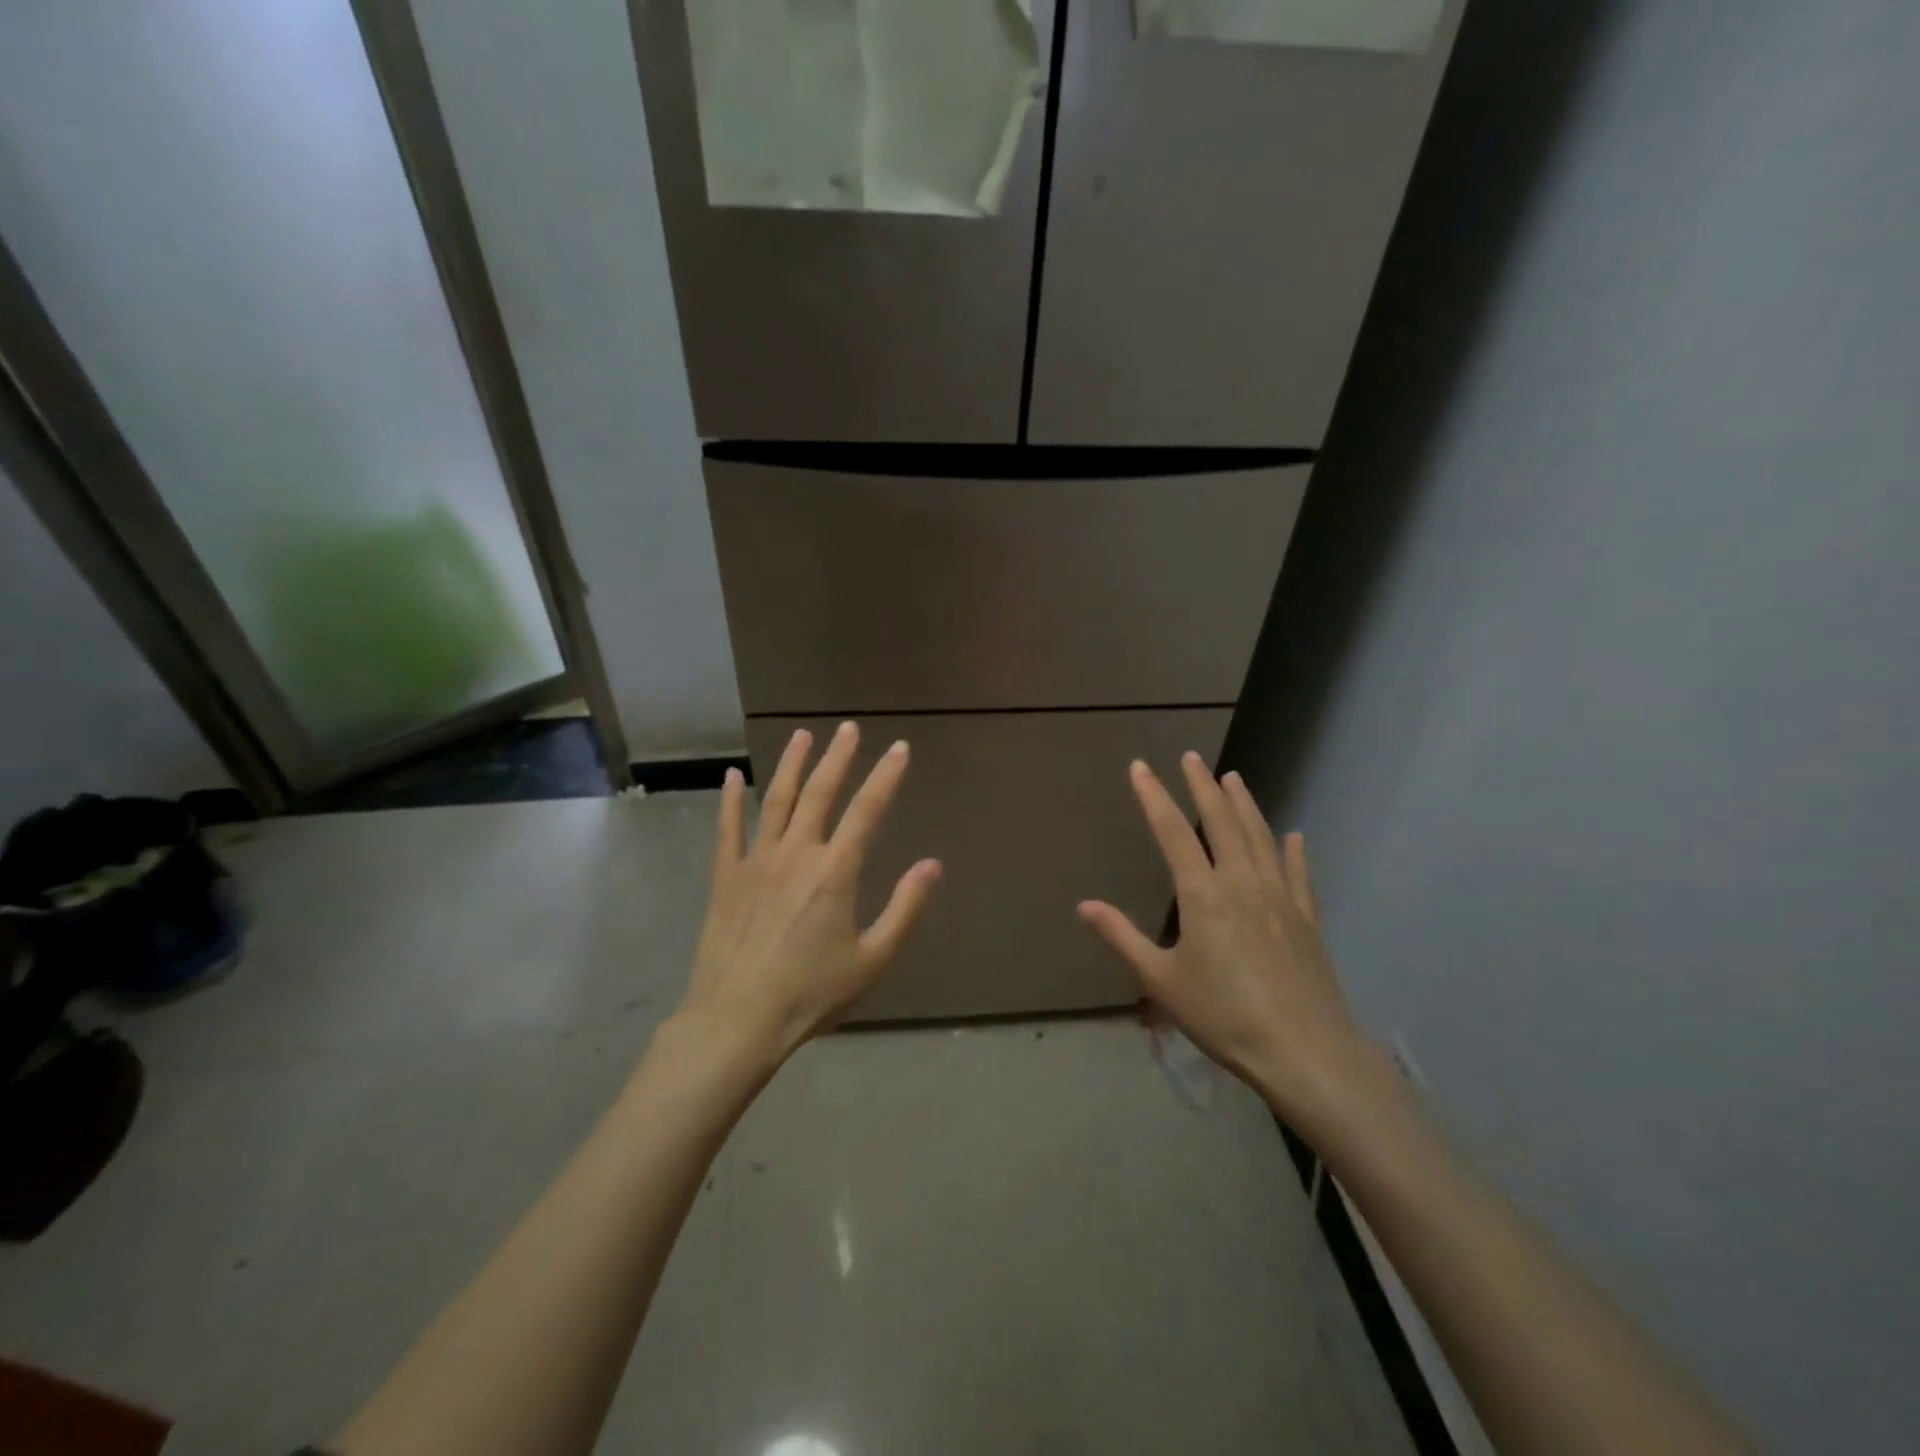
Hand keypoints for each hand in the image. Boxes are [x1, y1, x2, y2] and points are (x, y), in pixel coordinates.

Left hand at [677, 722, 941, 1063]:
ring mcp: (756, 861)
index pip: (866, 811)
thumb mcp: (872, 959)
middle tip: (848, 729)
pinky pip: (728, 829)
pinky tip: (734, 775)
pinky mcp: (725, 877)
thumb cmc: (811, 993)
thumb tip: (932, 865)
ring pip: (777, 801)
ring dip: (791, 765)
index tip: (899, 748)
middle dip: (838, 758)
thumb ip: (905, 908)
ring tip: (801, 736)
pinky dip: (731, 800)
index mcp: (835, 872)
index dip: (885, 776)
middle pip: (819, 794)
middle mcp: (796, 854)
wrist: (737, 1020)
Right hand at [1078, 754, 1379, 1137]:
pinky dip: (1294, 851)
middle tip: (1192, 757)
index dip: (1154, 796)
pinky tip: (1294, 835)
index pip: (1173, 832)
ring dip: (1245, 805)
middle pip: (1221, 822)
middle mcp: (1242, 883)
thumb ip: (1122, 938)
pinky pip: (1299, 874)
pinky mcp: (1307, 919)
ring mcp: (1280, 898)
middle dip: (1202, 787)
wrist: (1304, 1051)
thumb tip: (1084, 905)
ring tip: (1234, 778)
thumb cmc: (1223, 1016)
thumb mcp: (1160, 981)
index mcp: (1203, 895)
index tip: (1141, 767)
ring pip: (1261, 838)